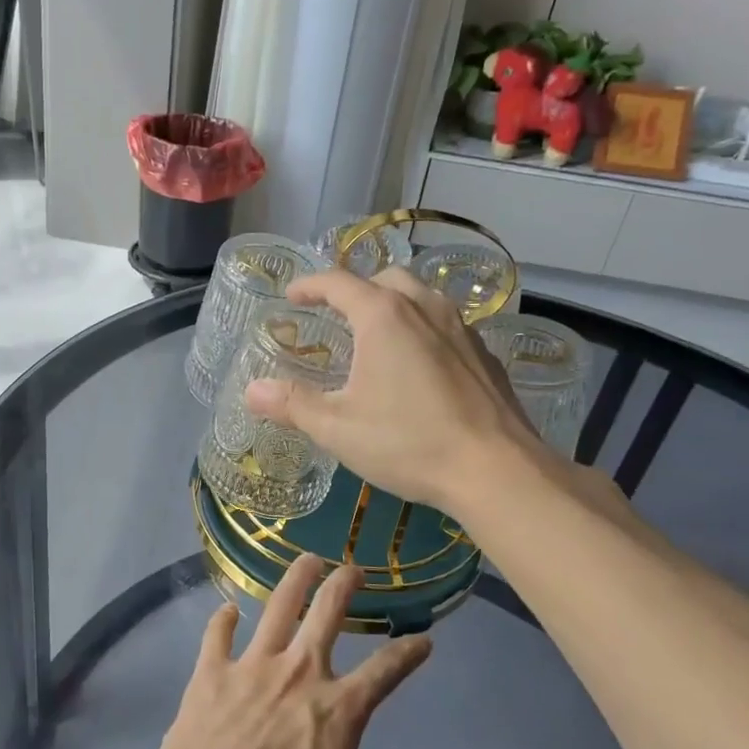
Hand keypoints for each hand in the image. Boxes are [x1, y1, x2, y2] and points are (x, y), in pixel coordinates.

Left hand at [150, 555, 431, 748]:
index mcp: (336, 708)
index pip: (385, 670)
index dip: (409, 652)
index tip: (423, 639)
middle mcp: (298, 672)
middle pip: (327, 612)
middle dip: (345, 584)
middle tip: (354, 569)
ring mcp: (252, 665)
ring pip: (278, 606)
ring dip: (296, 578)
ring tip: (308, 560)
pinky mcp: (212, 671)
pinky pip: (218, 633)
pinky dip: (224, 619)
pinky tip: (229, 610)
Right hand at [243, 268, 553, 516]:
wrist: (496, 469)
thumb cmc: (408, 442)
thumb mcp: (338, 428)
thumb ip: (293, 404)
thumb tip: (252, 391)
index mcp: (383, 316)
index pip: (338, 282)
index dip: (310, 285)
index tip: (292, 296)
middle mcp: (424, 308)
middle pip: (384, 280)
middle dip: (356, 290)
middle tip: (337, 315)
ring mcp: (461, 328)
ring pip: (421, 298)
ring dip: (393, 305)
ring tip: (377, 336)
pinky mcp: (484, 354)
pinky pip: (445, 325)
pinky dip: (422, 329)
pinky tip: (419, 366)